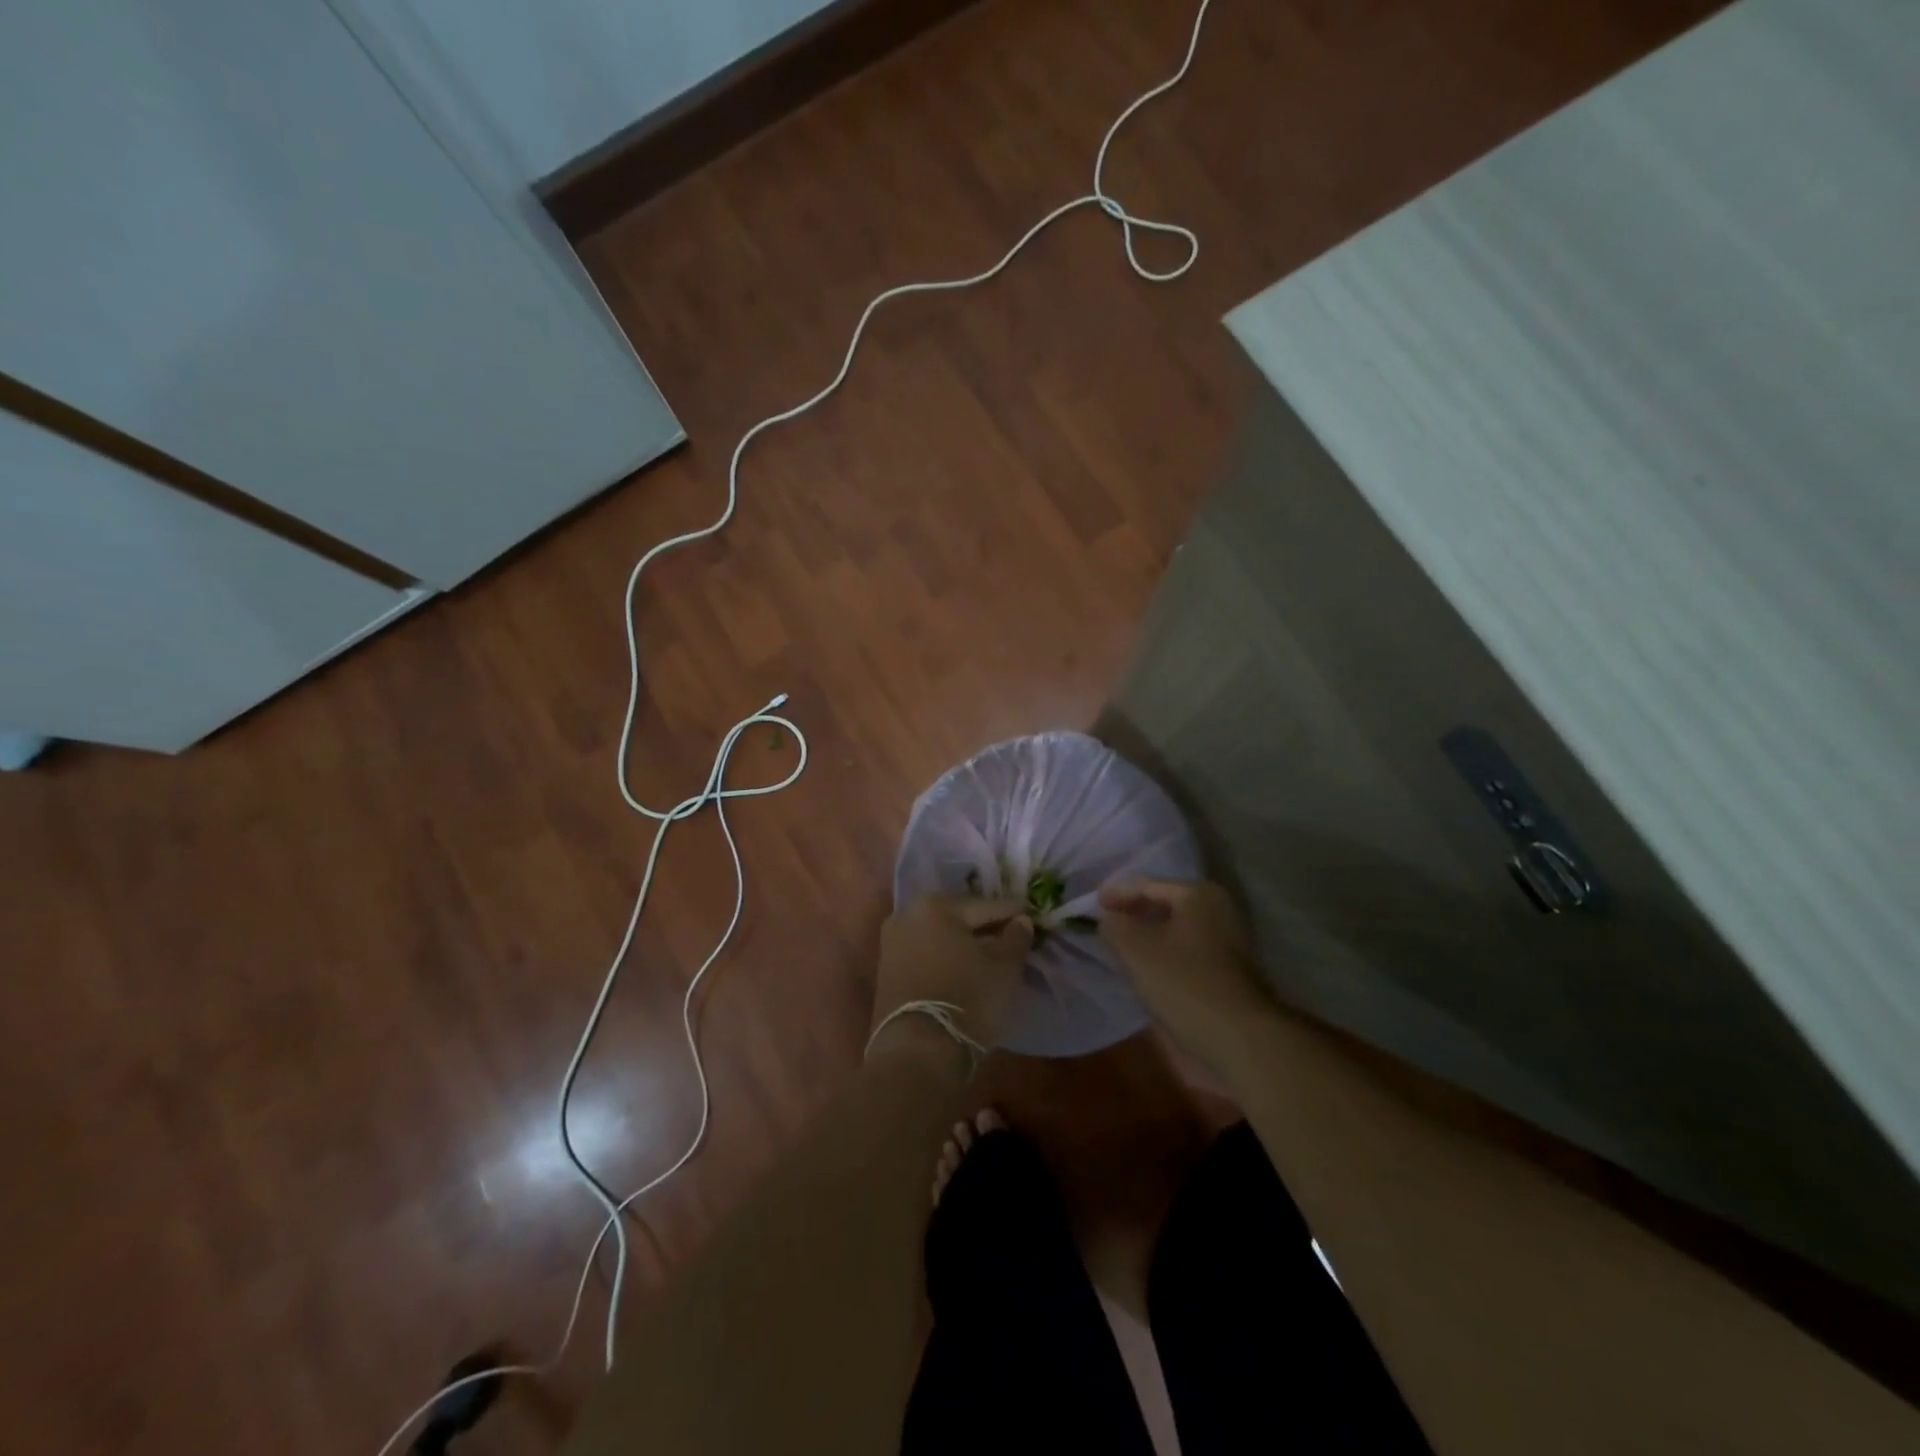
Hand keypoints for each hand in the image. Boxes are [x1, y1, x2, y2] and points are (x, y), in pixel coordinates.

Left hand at [870, 896, 1032, 1062]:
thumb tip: (1021, 921)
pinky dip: (945, 957)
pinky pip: (925, 954)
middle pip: (958, 918)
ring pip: (940, 936)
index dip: (1011, 913)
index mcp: (936, 906)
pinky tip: (964, 969)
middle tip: (1011, 935)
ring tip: (990, 955)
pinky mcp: (886, 970)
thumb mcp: (1004, 968)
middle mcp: (908, 915)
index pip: (984, 906)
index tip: (1030, 916)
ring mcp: (892, 943)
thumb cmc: (967, 1000)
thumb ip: (1016, 938)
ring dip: (964, 943)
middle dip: (984, 926)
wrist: (917, 1052)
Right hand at [1099, 878, 1270, 1069]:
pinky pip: (1187, 951)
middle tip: (1105, 926)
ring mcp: (1229, 941)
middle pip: (1164, 905)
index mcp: (1198, 894)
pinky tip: (1148, 970)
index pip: (1146, 885)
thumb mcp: (1135, 949)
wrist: (1240, 1039)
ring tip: (1121, 949)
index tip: (1092, 907)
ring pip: (1176, 930)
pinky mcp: (1230, 971)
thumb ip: (1114, 925)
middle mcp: (1218, 909)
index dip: (1116, 894)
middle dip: (1133, 914)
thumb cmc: (1184, 983)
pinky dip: (1165, 955)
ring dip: (1149, 936)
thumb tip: (1107, 918)